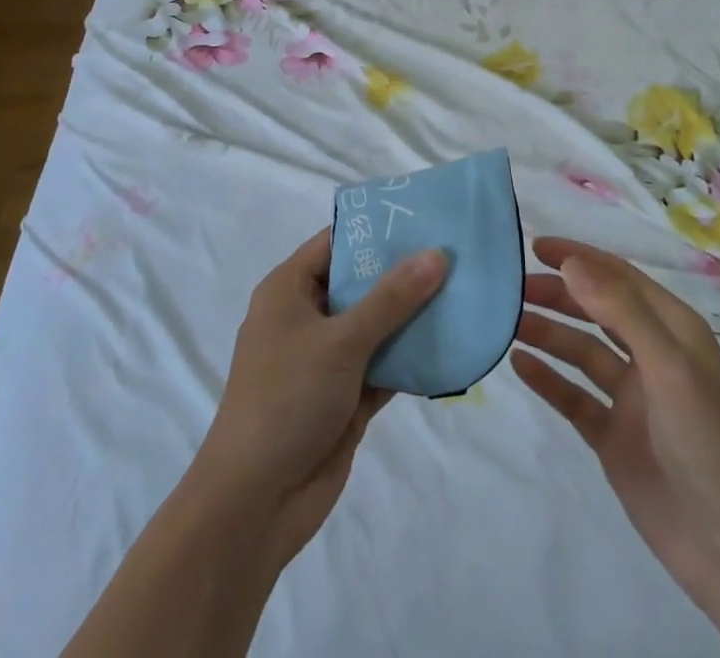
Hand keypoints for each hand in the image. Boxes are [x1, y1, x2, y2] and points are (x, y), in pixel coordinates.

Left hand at [193, 227, 446, 567]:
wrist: (255, 503)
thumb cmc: (287, 398)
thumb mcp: (341, 340)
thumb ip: (392, 297)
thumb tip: (437, 253)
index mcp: (289, 289)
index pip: (336, 242)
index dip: (377, 228)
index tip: (424, 216)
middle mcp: (307, 317)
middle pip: (361, 282)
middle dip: (404, 272)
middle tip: (456, 252)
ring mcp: (326, 359)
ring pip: (376, 325)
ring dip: (413, 316)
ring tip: (464, 290)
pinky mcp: (345, 397)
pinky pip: (383, 365)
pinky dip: (411, 357)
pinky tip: (452, 343)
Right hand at [512, 237, 719, 624]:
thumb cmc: (707, 441)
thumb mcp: (669, 365)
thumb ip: (620, 310)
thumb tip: (571, 263)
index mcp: (672, 329)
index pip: (618, 276)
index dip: (578, 257)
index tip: (534, 246)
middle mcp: (650, 355)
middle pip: (595, 310)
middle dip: (557, 294)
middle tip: (512, 288)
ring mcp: (631, 398)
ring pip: (581, 351)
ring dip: (548, 333)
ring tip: (509, 323)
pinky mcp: (614, 436)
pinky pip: (574, 396)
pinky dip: (548, 379)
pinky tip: (520, 364)